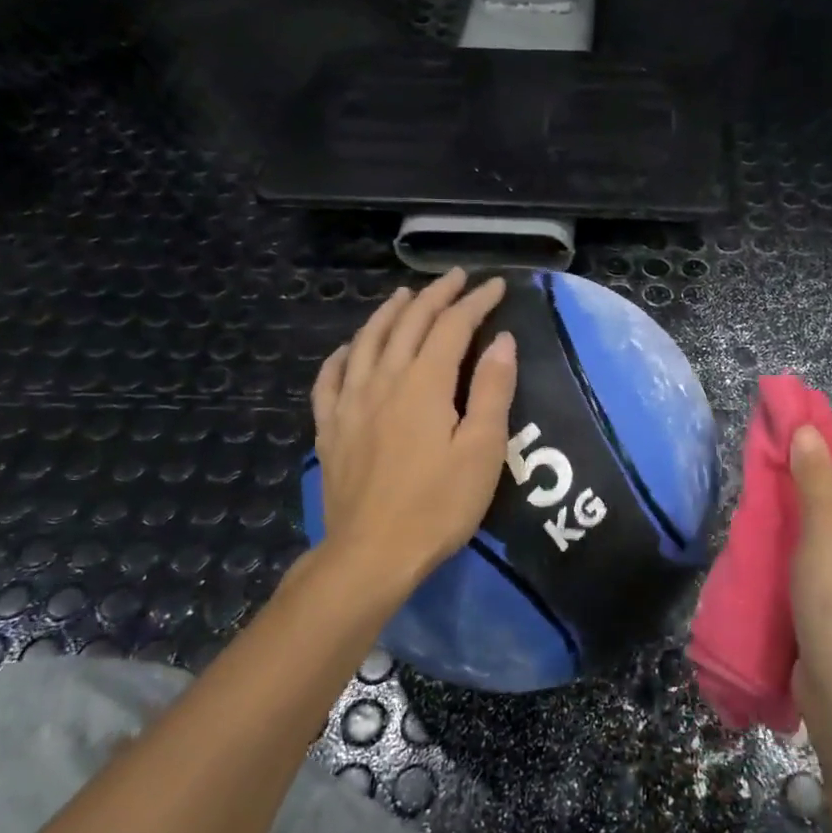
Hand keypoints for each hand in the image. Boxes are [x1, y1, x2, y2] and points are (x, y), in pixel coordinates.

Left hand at [310, 269, 517, 598]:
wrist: (372, 553)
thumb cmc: (438, 504)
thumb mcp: (482, 450)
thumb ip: (491, 390)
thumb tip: (501, 340)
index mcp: (424, 383)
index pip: (452, 326)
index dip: (475, 302)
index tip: (496, 287)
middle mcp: (383, 380)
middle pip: (408, 324)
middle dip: (435, 296)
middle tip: (456, 279)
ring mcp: (350, 403)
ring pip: (368, 341)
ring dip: (388, 313)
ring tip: (404, 296)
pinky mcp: (330, 428)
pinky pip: (330, 378)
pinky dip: (343, 354)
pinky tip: (350, 348)